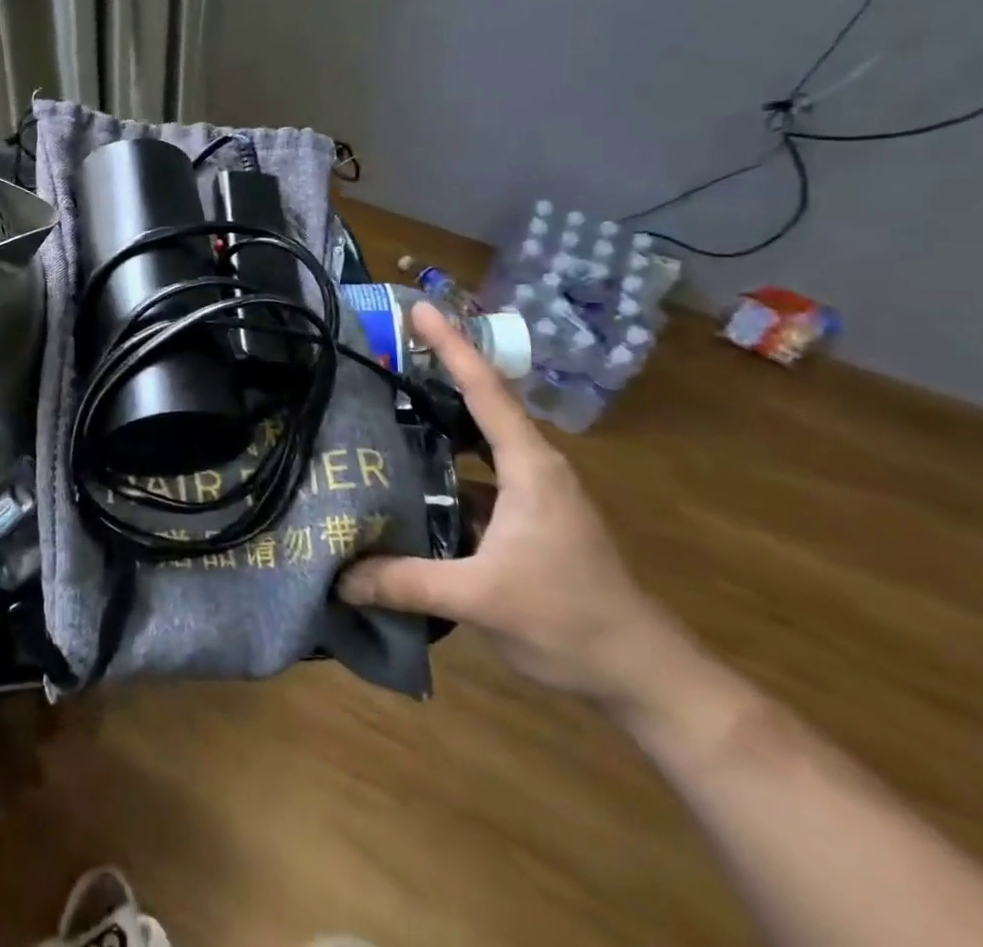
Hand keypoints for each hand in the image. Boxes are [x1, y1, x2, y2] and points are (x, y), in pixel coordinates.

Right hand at [337, 302, 681, 705]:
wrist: (643, 675)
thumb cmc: (571, 622)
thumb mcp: (482, 600)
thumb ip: (407, 582)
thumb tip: (338, 576)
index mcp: (530, 467)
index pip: (485, 390)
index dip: (451, 345)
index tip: (417, 308)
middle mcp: (533, 467)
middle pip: (479, 403)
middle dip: (437, 370)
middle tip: (385, 349)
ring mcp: (532, 493)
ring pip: (475, 442)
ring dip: (436, 421)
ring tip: (383, 406)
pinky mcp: (525, 519)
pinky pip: (475, 476)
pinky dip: (441, 467)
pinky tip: (407, 478)